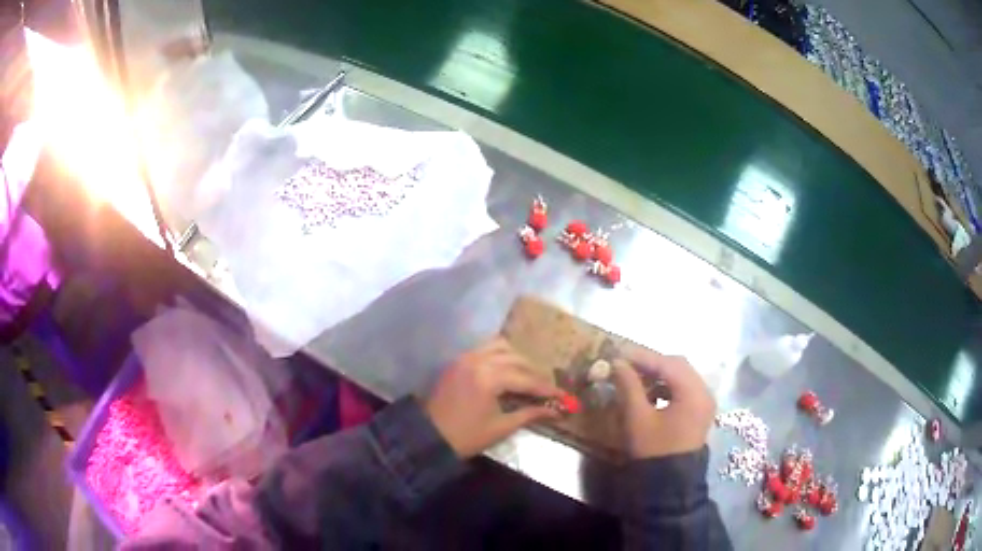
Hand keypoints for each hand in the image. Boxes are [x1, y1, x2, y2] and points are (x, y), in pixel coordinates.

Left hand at [425, 337, 561, 457]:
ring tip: (528, 376)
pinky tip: (508, 369)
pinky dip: (500, 355)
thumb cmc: (466, 436)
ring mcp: (466, 358)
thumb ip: (530, 414)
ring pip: (500, 346)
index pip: (526, 379)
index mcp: (489, 378)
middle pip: (516, 359)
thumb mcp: (501, 427)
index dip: (547, 388)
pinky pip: (484, 348)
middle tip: (546, 388)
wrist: (429, 437)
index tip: (563, 395)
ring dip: (517, 359)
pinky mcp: (458, 361)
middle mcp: (478, 360)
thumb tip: (556, 411)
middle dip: (534, 373)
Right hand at [612, 346, 714, 458]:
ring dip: (659, 375)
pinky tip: (650, 395)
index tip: (619, 354)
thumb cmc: (653, 449)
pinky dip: (667, 387)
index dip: (642, 356)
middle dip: (652, 363)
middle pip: (678, 366)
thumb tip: (617, 363)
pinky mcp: (699, 412)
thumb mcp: (637, 417)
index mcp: (693, 392)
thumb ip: (628, 386)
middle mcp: (704, 392)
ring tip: (636, 380)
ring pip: (681, 377)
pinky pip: (684, 390)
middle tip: (627, 365)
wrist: (669, 483)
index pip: (667, 363)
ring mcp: (704, 403)